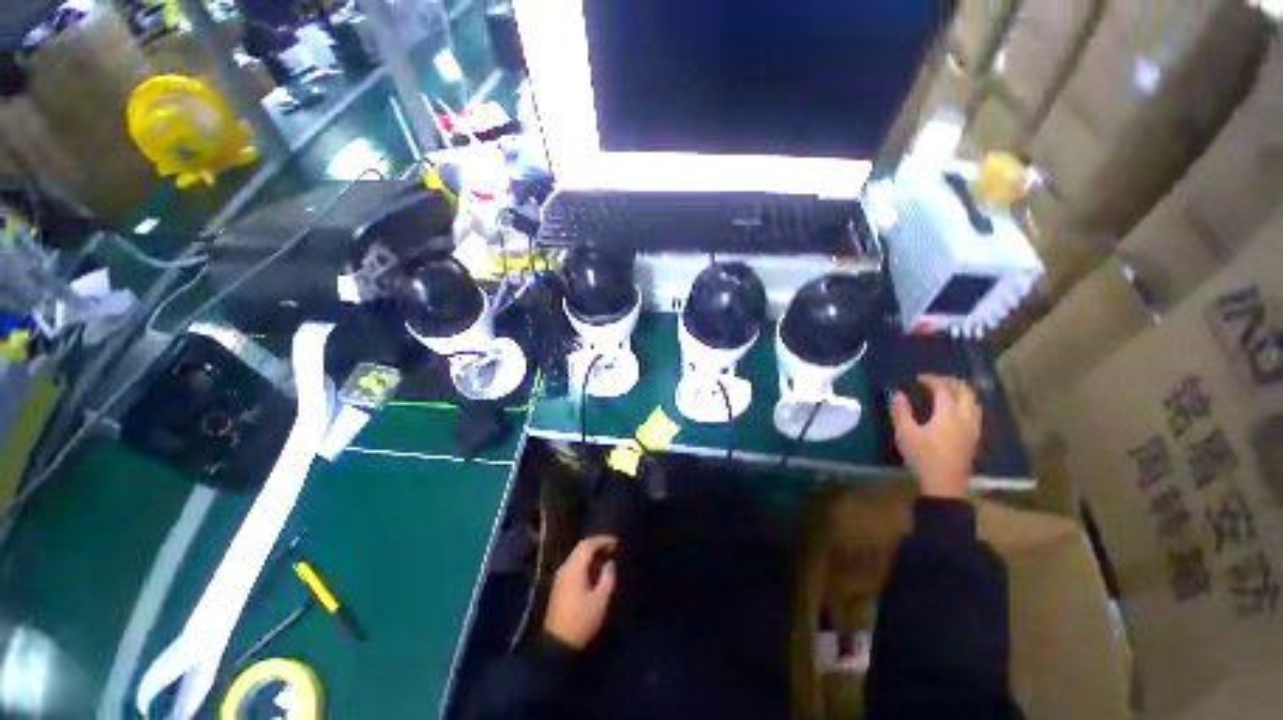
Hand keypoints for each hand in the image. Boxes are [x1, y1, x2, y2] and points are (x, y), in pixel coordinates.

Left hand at [543, 536, 617, 649]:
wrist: (557, 644)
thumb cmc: (581, 620)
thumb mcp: (601, 599)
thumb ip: (608, 577)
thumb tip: (610, 563)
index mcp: (574, 568)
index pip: (588, 544)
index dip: (603, 540)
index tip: (616, 542)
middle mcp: (565, 567)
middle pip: (581, 548)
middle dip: (597, 545)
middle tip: (612, 548)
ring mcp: (560, 577)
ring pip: (576, 556)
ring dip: (591, 554)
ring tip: (606, 559)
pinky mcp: (559, 586)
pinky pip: (573, 565)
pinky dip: (585, 563)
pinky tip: (594, 572)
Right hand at [890, 375, 980, 499]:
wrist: (944, 484)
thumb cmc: (923, 457)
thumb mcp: (905, 433)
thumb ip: (900, 411)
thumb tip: (897, 393)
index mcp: (948, 415)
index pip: (944, 389)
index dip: (932, 380)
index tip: (918, 378)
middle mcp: (965, 418)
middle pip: (966, 392)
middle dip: (951, 382)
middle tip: (935, 380)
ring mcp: (973, 429)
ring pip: (974, 402)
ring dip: (961, 392)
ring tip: (947, 392)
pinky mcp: (974, 438)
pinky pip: (975, 413)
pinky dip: (965, 404)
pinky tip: (954, 410)